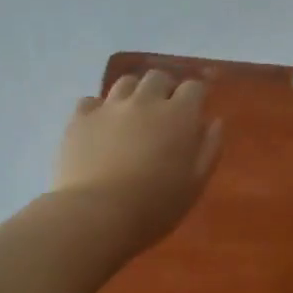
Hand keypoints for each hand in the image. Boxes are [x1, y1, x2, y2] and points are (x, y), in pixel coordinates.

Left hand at [52, 70, 222, 251]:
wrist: (97, 214)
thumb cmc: (155, 205)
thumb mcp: (195, 183)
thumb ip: (209, 148)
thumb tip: (213, 121)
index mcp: (178, 115)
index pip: (194, 87)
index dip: (196, 95)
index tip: (195, 108)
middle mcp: (144, 101)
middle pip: (158, 77)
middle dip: (165, 88)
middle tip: (164, 110)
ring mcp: (109, 107)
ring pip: (125, 83)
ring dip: (134, 93)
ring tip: (133, 114)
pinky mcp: (80, 119)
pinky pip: (91, 101)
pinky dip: (99, 109)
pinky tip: (100, 126)